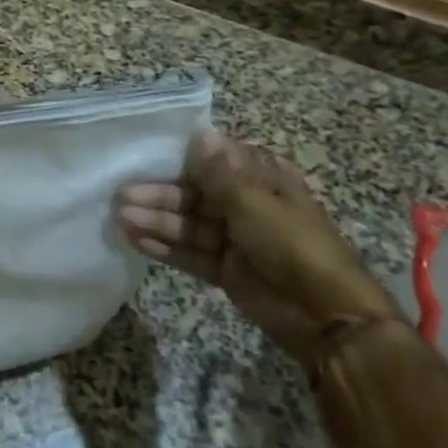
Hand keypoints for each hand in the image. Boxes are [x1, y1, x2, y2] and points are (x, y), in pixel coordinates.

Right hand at [118, 130, 400, 366]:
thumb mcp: (254, 202)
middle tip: (123, 195)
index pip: (215, 160)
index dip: (181, 157)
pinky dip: (166, 247)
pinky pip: (191, 253)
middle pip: (195, 194)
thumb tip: (199, 131)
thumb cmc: (293, 245)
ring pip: (189, 224)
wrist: (326, 316)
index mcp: (262, 180)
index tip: (145, 154)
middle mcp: (246, 204)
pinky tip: (136, 241)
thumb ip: (219, 172)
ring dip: (157, 221)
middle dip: (160, 195)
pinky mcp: (226, 269)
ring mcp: (235, 239)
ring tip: (121, 219)